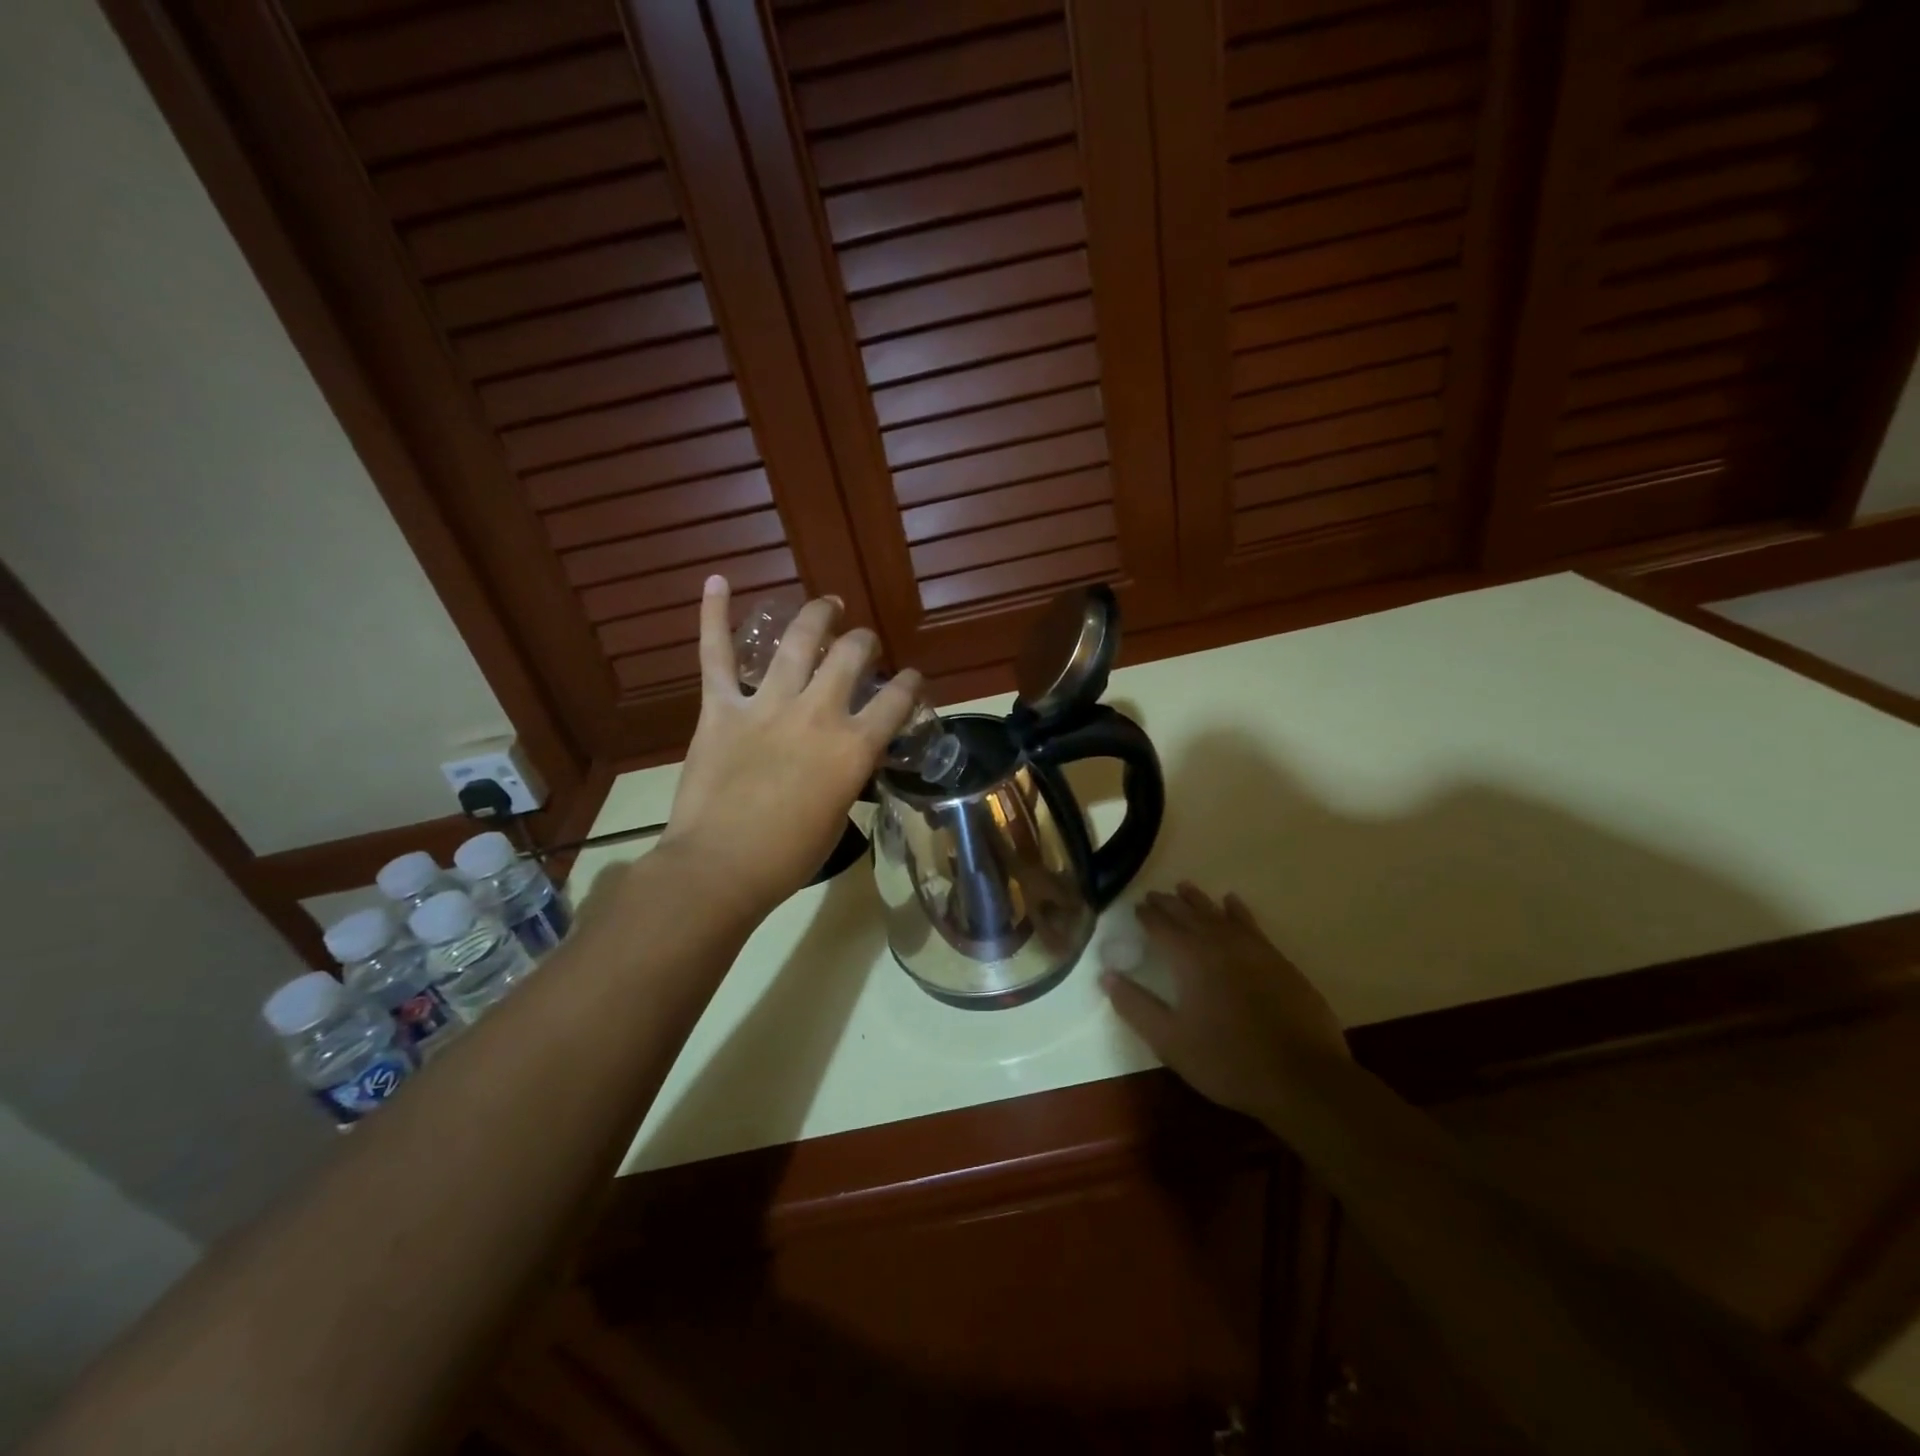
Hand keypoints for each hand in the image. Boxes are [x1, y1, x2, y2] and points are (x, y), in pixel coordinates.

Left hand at [657, 576, 917, 915]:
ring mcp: (767, 705)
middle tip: (863, 643)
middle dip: (864, 643)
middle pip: (852, 657)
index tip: (911, 680)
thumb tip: (849, 754)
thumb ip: (849, 773)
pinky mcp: (720, 708)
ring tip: (828, 606)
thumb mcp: (838, 815)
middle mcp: (817, 713)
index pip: (897, 701)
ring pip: (798, 642)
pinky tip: (717, 581)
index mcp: (853, 747)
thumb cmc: (787, 856)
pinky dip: (714, 616)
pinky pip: (716, 655)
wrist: (720, 867)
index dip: (910, 685)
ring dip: (817, 616)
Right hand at [1102, 883, 1347, 1121]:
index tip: (1135, 907)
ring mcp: (1252, 949)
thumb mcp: (1170, 1041)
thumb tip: (1106, 975)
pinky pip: (1250, 923)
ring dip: (1199, 900)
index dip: (1146, 916)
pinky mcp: (1277, 960)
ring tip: (1184, 887)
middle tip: (1154, 895)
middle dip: (1168, 903)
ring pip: (1218, 914)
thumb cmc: (1228, 1061)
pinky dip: (1237, 910)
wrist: (1303, 1077)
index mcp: (1189, 959)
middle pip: (1188, 914)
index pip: (1161, 927)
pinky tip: (1232, 903)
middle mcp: (1218, 943)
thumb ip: (1136, 1006)